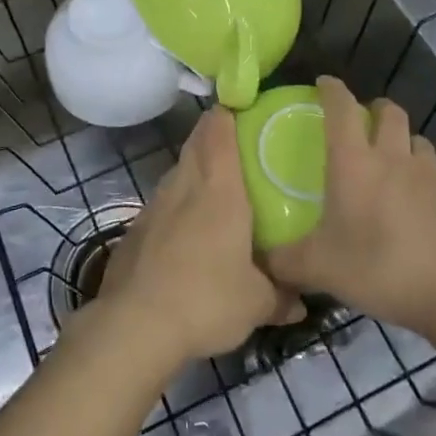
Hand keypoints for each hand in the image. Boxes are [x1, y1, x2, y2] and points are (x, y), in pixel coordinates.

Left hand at [94, 108, 302, 366]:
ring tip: (215, 191)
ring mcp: (154, 205)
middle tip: (238, 147)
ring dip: (193, 171)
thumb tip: (300, 303)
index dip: (227, 114)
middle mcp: (184, 185)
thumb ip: (280, 296)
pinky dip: (176, 206)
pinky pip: (162, 204)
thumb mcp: (256, 304)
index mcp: (218, 188)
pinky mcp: (135, 229)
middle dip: (212, 137)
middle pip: (196, 144)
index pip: (218, 130)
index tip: (242, 110)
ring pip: (177, 173)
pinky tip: (185, 233)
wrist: (135, 324)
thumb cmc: (207, 299)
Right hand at [266, 76, 435, 342]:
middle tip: (364, 124)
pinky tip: (428, 193)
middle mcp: (393, 156)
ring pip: (418, 139)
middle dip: (375, 109)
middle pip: (389, 111)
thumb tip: (259, 261)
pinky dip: (434, 173)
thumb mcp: (319, 269)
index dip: (331, 89)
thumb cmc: (378, 269)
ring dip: (405, 142)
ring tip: (397, 163)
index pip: (341, 107)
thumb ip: (284, 261)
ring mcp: (431, 172)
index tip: (324, 83)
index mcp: (354, 162)